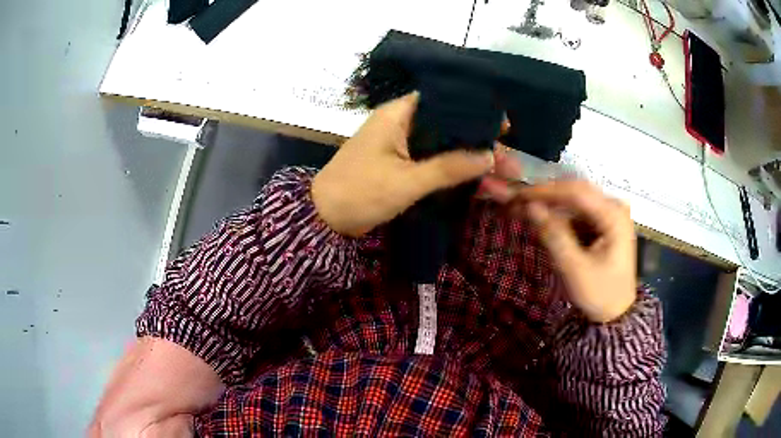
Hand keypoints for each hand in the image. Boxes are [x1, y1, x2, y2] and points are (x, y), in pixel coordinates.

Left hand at [312, 92, 493, 236]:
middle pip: (448, 124)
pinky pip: (433, 160)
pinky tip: (477, 179)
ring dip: (469, 156)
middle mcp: (401, 123)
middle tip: (507, 157)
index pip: (443, 100)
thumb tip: (489, 156)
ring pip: (443, 144)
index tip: (502, 126)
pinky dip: (453, 168)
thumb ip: (449, 167)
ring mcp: (401, 144)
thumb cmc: (360, 192)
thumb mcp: (407, 181)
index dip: (474, 110)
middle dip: (478, 140)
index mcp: (398, 114)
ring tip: (501, 171)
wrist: (326, 218)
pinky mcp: (401, 163)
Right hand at [480, 151, 636, 322]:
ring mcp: (609, 214)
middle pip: (575, 192)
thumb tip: (530, 208)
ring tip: (524, 210)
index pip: (576, 192)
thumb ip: (553, 236)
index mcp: (614, 216)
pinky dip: (558, 216)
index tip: (518, 195)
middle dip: (546, 196)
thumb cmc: (600, 294)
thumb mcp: (575, 269)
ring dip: (550, 205)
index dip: (545, 191)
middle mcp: (614, 208)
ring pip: (574, 201)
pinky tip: (543, 221)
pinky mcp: (603, 223)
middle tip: (516, 201)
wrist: (616, 313)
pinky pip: (577, 212)